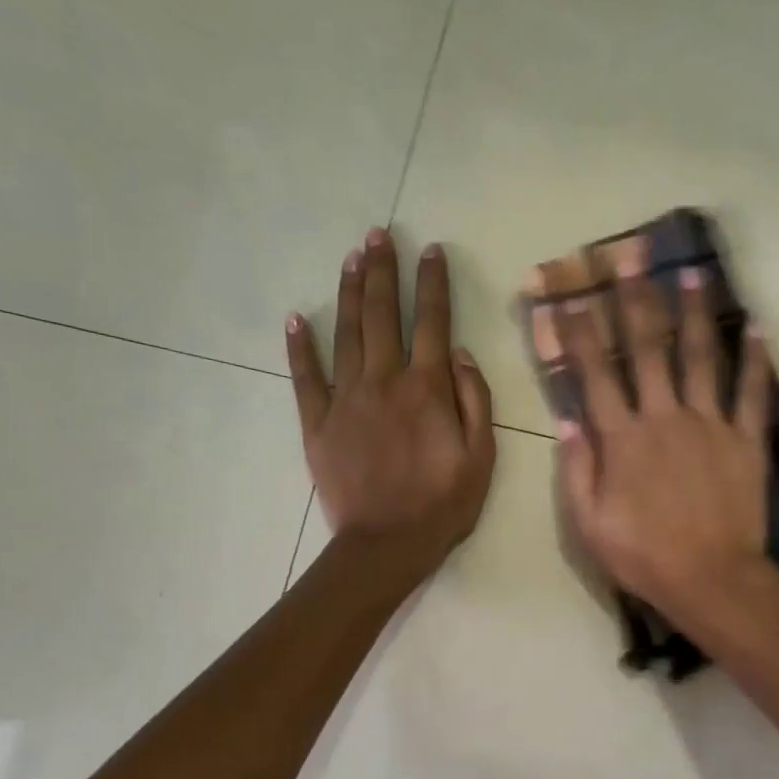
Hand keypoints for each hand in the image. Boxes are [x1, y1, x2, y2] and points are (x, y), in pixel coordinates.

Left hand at [287, 228, 495, 571]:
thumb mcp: (482, 456)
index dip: (433, 283)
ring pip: (345, 334)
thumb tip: (460, 353)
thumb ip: (475, 400)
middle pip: (382, 315)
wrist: (386, 544)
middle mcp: (384, 381)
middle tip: (379, 234)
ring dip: (348, 292)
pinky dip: (300, 347)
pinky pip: (306, 378)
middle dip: (382, 271)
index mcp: (427, 389)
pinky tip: (296, 319)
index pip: (433, 322)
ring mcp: (346, 400)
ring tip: (351, 257)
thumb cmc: (443, 504)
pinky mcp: (317, 423)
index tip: (430, 250)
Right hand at [555, 258, 778, 625]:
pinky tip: (757, 325)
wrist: (711, 580)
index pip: (596, 374)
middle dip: (636, 300)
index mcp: (622, 438)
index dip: (581, 332)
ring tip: (693, 272)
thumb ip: (577, 470)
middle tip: (631, 257)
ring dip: (695, 313)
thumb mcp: (589, 524)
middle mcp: (665, 418)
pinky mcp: (745, 441)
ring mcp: (710, 425)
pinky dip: (756, 359)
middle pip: (648, 349)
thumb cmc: (644, 557)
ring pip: (701, 357)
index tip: (571, 296)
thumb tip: (567, 421)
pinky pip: (751, 392)